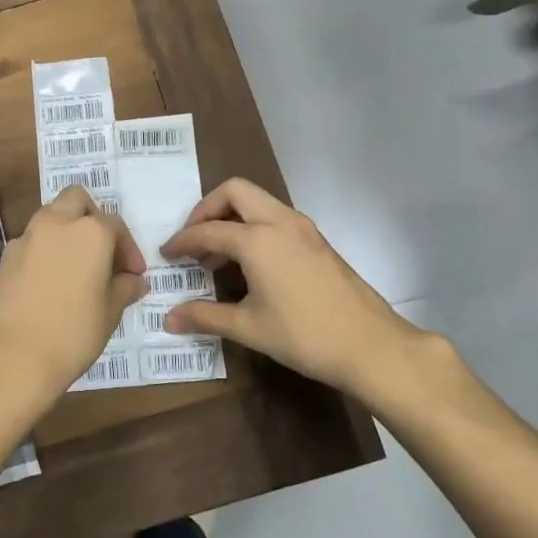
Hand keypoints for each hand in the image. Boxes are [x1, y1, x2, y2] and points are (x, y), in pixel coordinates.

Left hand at [0, 186, 147, 426]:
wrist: (14, 356)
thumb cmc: (73, 333)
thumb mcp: (110, 312)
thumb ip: (124, 288)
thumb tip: (133, 281)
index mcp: (90, 232)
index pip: (115, 225)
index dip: (128, 249)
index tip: (133, 275)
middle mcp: (57, 224)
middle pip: (76, 199)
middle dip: (92, 217)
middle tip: (102, 251)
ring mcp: (27, 237)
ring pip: (50, 215)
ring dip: (66, 229)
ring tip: (76, 265)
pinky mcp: (5, 256)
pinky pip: (31, 240)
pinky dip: (44, 249)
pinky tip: (49, 280)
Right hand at [160, 178, 454, 396]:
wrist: (371, 346)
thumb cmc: (304, 335)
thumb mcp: (248, 328)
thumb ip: (205, 317)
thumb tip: (168, 319)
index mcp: (257, 239)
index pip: (207, 230)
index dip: (182, 241)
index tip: (166, 254)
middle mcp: (279, 222)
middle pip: (234, 191)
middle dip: (207, 209)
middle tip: (194, 239)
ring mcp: (303, 228)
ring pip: (258, 201)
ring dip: (232, 216)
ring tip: (217, 254)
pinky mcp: (317, 240)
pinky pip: (275, 216)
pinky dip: (254, 226)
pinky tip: (249, 263)